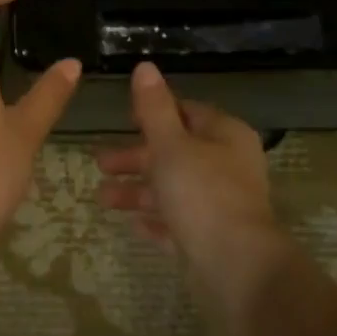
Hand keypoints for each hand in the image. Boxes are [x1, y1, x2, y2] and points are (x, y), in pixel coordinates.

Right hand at [96, 62, 275, 266]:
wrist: (236, 269)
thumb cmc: (202, 194)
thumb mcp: (171, 145)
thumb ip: (154, 108)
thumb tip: (145, 67)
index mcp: (225, 136)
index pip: (187, 112)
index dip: (155, 113)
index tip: (123, 119)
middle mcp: (227, 167)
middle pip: (175, 153)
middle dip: (135, 157)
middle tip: (100, 162)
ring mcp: (220, 206)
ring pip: (172, 190)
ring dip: (137, 191)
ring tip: (102, 198)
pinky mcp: (211, 240)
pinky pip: (177, 224)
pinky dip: (155, 221)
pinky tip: (131, 224)